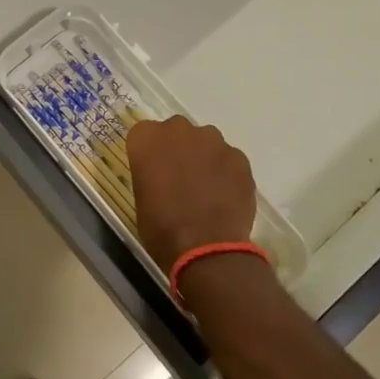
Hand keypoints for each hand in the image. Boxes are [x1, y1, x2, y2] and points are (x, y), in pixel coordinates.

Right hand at [125, 116, 257, 274]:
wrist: (206, 248)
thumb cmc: (161, 228)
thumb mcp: (141, 198)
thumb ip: (151, 174)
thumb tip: (163, 176)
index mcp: (147, 139)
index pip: (144, 133)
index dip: (150, 153)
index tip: (153, 171)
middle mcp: (179, 130)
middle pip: (177, 131)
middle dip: (178, 149)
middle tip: (180, 178)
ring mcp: (213, 141)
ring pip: (206, 143)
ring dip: (204, 158)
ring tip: (206, 190)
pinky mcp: (239, 157)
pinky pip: (229, 160)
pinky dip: (226, 173)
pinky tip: (225, 197)